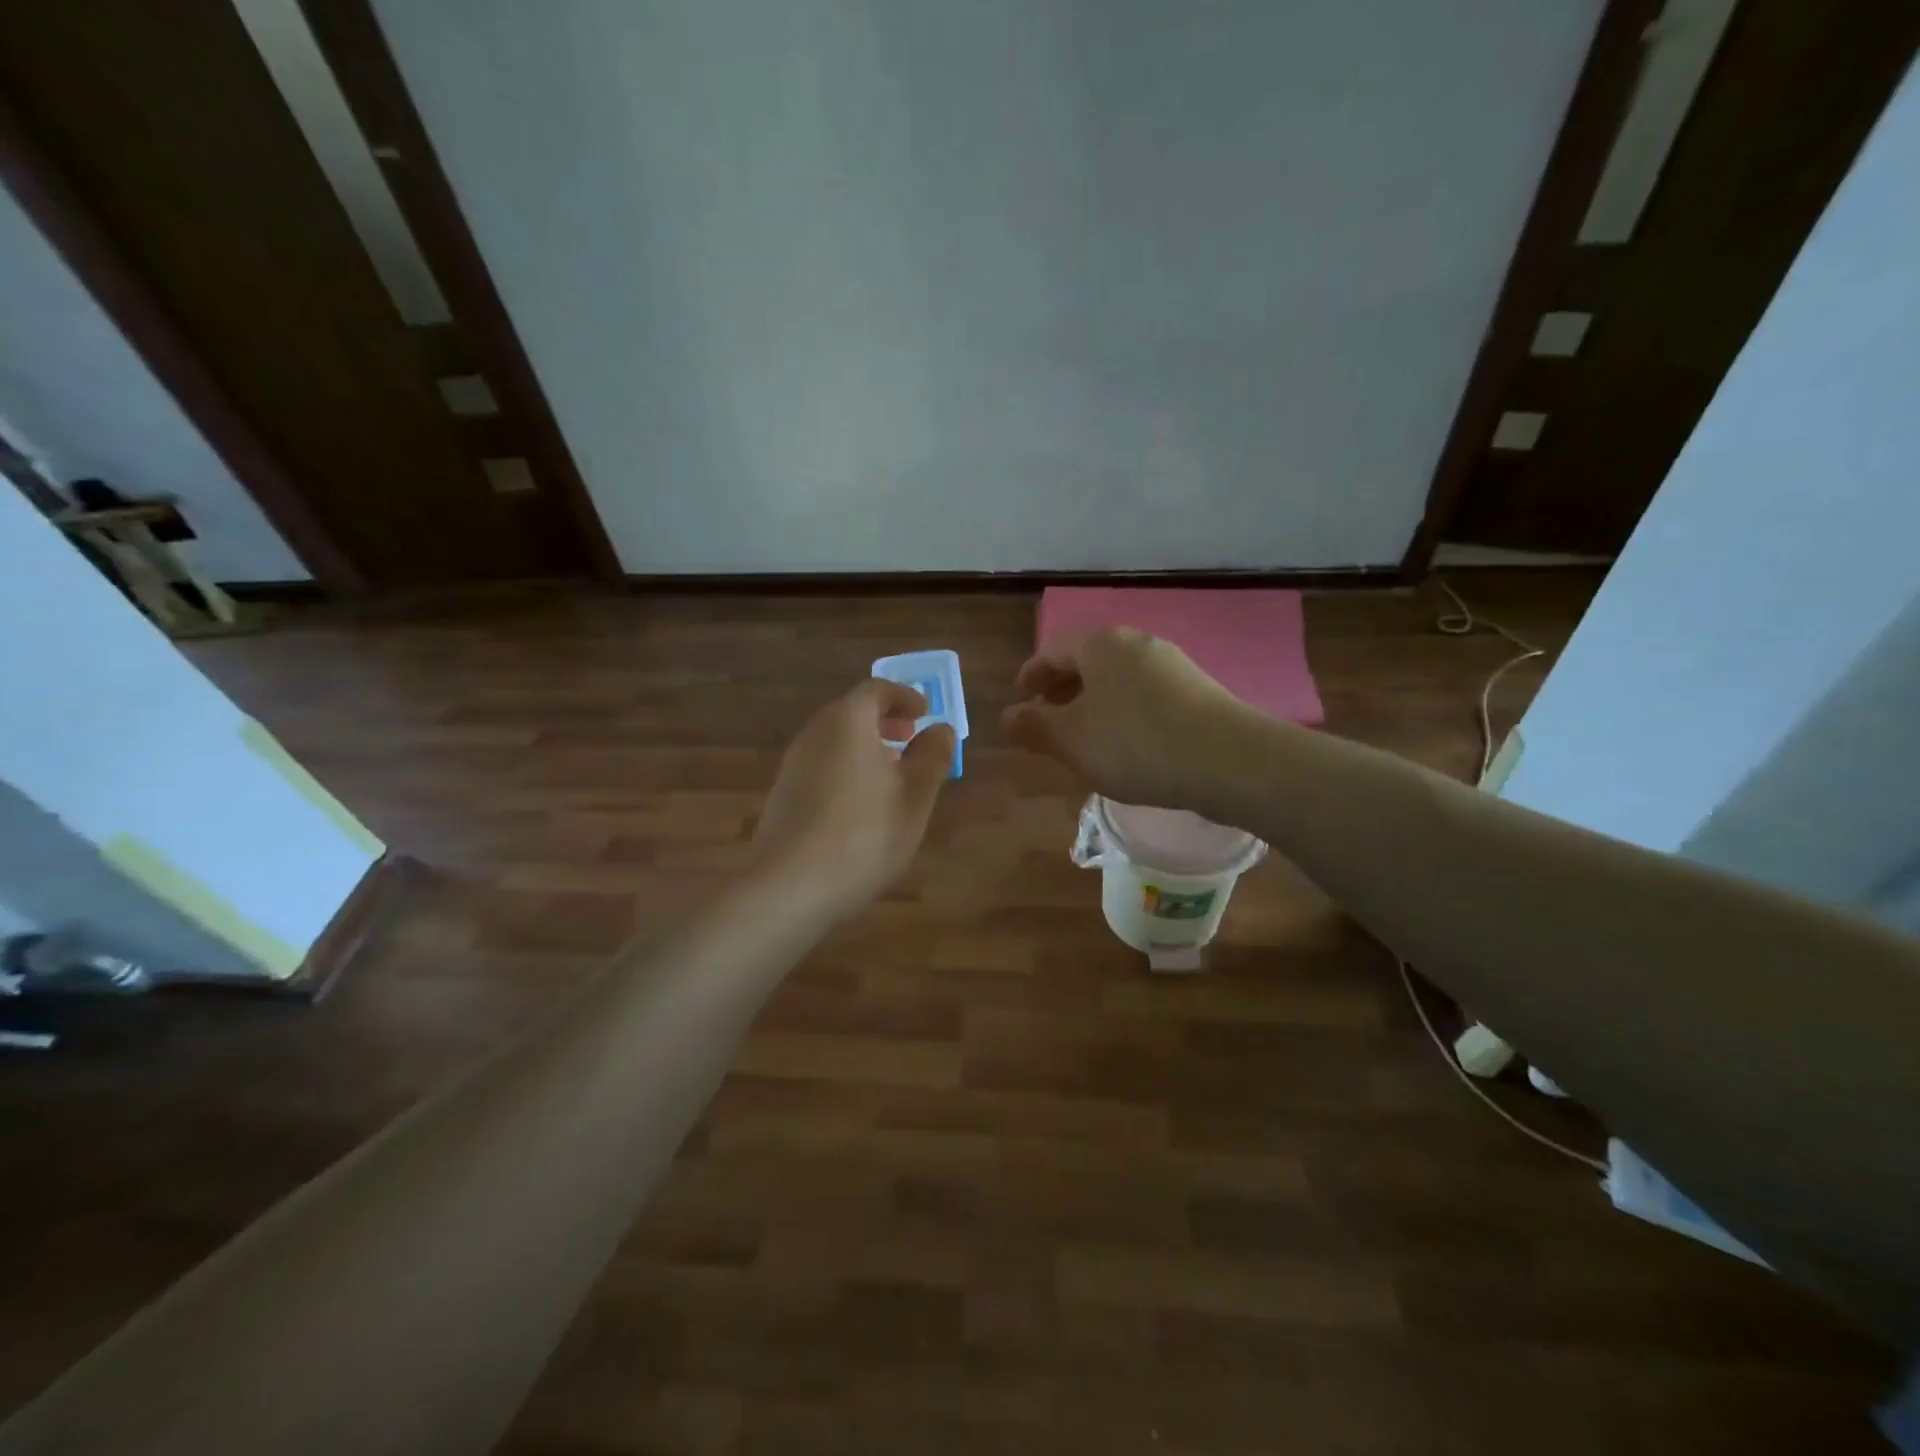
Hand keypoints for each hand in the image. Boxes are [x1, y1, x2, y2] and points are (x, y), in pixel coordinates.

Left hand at [753, 679, 955, 918]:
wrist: (790, 887)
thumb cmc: (864, 834)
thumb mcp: (914, 796)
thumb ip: (932, 757)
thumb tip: (940, 729)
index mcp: (847, 721)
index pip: (877, 690)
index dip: (905, 697)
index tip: (925, 712)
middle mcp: (814, 733)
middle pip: (852, 712)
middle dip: (885, 721)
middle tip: (911, 738)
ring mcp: (793, 765)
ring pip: (835, 741)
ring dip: (865, 747)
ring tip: (892, 775)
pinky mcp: (783, 795)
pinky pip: (822, 766)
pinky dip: (847, 769)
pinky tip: (861, 805)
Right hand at [1002, 627, 1243, 808]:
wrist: (1229, 760)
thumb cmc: (1136, 744)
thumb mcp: (1071, 740)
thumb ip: (1033, 726)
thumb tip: (1007, 716)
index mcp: (1100, 644)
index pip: (1052, 653)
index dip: (1030, 677)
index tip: (1020, 700)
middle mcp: (1136, 643)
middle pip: (1086, 663)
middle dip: (1062, 692)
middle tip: (1047, 722)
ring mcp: (1171, 664)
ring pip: (1116, 681)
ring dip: (1093, 705)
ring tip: (1084, 738)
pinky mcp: (1196, 690)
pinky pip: (1144, 696)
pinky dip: (1123, 714)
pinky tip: (1126, 746)